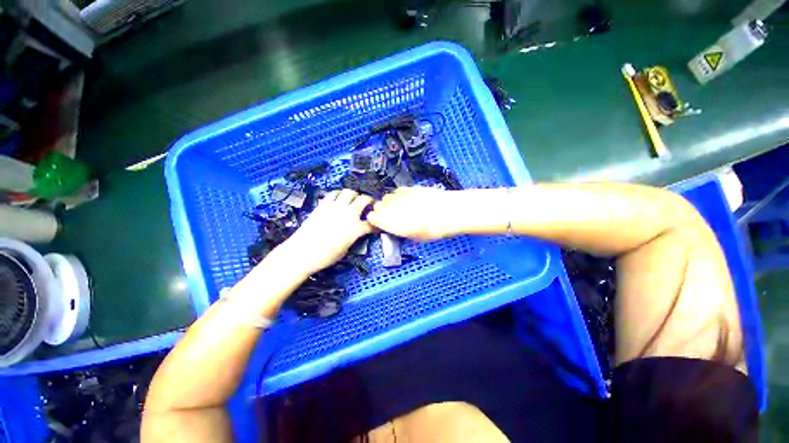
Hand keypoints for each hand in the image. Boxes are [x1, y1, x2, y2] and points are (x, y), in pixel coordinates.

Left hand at [275, 189, 372, 275]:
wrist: (301, 253)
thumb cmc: (324, 257)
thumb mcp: (345, 250)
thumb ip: (353, 238)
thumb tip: (355, 233)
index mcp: (355, 229)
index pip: (371, 224)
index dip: (376, 225)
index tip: (376, 226)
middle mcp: (347, 215)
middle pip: (363, 200)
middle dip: (370, 201)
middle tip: (369, 205)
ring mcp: (334, 208)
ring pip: (349, 192)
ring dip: (355, 195)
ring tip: (355, 199)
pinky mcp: (322, 206)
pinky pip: (333, 194)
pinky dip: (339, 194)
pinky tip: (339, 199)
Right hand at [367, 187, 461, 240]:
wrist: (448, 212)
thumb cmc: (433, 229)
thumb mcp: (414, 237)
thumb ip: (399, 230)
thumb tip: (395, 227)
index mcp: (391, 222)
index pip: (372, 217)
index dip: (375, 220)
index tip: (378, 222)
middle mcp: (393, 207)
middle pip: (378, 205)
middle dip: (381, 210)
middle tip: (390, 215)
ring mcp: (401, 196)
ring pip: (387, 197)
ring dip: (389, 202)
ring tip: (399, 207)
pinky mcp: (409, 188)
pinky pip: (398, 191)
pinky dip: (399, 195)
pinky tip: (406, 199)